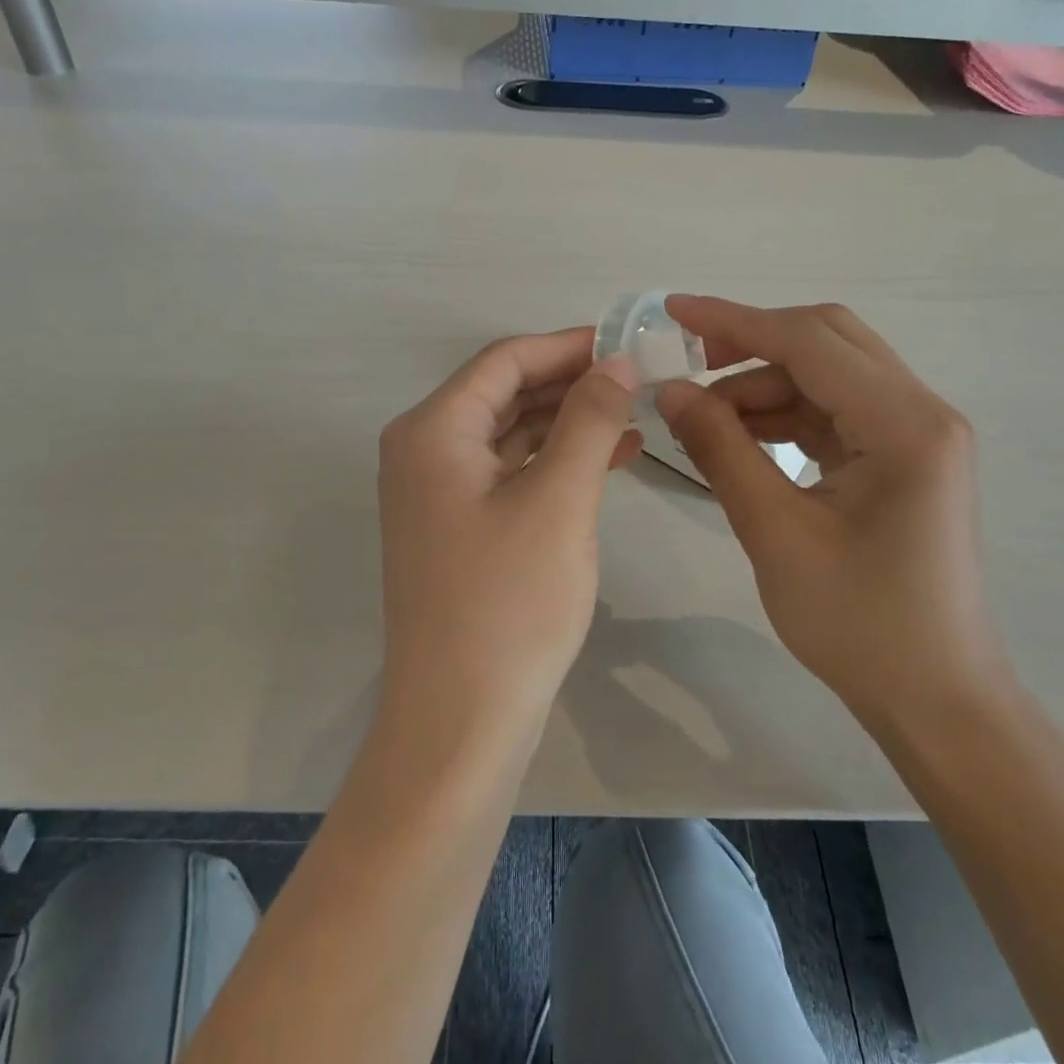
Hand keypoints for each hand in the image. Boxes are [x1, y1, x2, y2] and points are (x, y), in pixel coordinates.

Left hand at [377, 328, 641, 731]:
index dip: (568, 345)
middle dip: (571, 382)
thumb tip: (617, 361)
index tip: (628, 343)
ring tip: (634, 415)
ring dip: (569, 422)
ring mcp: (438, 493)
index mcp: (433, 431)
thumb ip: (589, 420)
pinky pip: (511, 472)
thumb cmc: (509, 602)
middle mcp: (424, 451)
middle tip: (638, 379)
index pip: (505, 360)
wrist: (461, 720)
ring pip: (511, 433)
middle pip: (505, 393)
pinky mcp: (459, 527)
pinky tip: (611, 460)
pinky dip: (556, 462)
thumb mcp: (559, 499)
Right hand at [656, 297, 1013, 734]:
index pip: (809, 341)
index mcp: (904, 425)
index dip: (734, 320)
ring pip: (829, 373)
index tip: (672, 311)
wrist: (935, 697)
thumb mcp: (775, 532)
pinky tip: (742, 437)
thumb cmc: (859, 624)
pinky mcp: (903, 456)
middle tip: (688, 364)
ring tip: (705, 418)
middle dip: (751, 343)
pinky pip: (836, 410)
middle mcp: (921, 412)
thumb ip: (720, 449)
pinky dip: (786, 413)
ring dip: (765, 383)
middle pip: (827, 340)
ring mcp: (917, 433)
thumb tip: (669, 390)